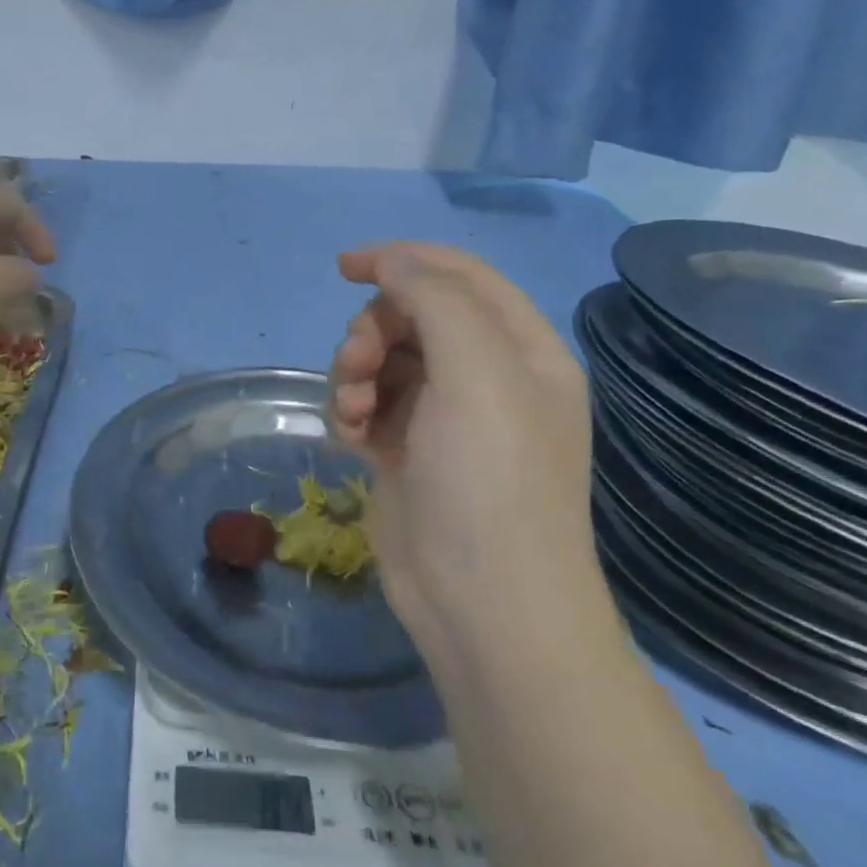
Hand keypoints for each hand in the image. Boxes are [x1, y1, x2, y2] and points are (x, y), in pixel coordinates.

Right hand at [328, 243, 593, 645]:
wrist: (482, 606)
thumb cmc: (490, 481)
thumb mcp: (476, 374)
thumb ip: (435, 300)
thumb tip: (391, 261)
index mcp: (520, 350)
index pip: (460, 276)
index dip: (403, 260)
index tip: (345, 267)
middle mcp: (486, 376)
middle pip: (411, 316)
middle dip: (373, 331)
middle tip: (358, 363)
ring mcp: (443, 416)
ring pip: (381, 359)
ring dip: (354, 374)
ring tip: (353, 412)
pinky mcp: (406, 450)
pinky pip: (366, 403)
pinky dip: (350, 411)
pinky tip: (349, 439)